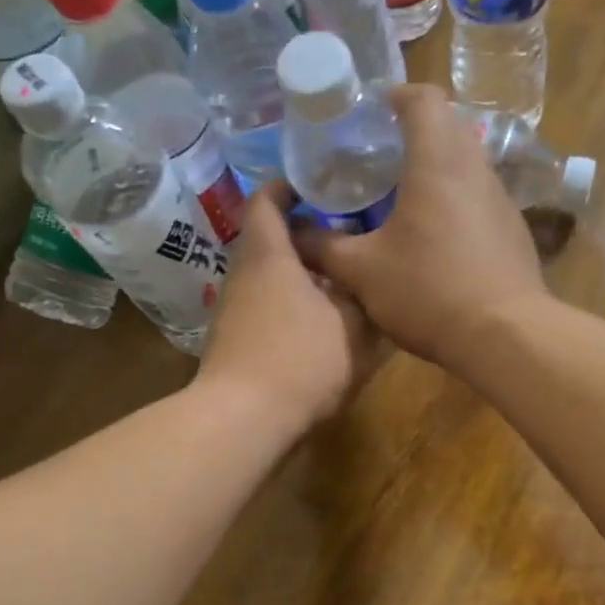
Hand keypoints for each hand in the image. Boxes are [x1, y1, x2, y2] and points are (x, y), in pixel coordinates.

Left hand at [196, 184, 376, 433]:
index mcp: (269, 255)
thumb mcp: (353, 327)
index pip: (267, 201)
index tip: (318, 184)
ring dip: (302, 274)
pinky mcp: (236, 343)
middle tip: (349, 234)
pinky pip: (267, 307)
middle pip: (271, 241)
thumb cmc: (301, 359)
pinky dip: (293, 304)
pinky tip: (323, 323)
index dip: (288, 187)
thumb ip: (365, 299)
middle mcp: (244, 275)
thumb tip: (370, 282)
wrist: (245, 420)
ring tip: (343, 280)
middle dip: (307, 235)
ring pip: (271, 277)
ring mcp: (235, 311)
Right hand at [301, 84, 548, 368]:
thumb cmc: (429, 291)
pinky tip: (436, 238)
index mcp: (437, 162)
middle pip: (448, 128)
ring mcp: (502, 201)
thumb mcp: (362, 272)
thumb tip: (292, 232)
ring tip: (403, 198)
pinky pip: (481, 199)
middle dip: (414, 133)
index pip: (424, 99)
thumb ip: (323, 247)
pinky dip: (456, 202)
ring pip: (467, 165)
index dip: (396, 96)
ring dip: (437, 170)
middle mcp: (476, 170)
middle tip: (379, 158)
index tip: (372, 113)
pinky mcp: (514, 232)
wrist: (505, 336)